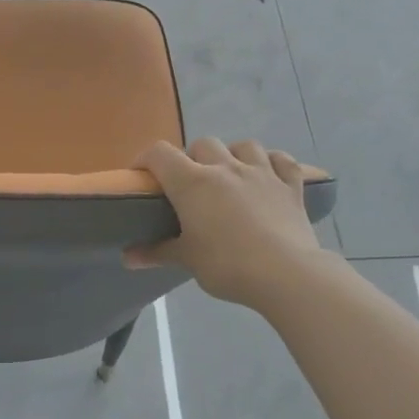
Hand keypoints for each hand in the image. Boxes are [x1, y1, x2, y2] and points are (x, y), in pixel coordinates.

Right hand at [126, 138, 322, 307]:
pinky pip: (282, 161)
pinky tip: (268, 174)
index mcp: (193, 183)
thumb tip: (127, 258)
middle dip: (192, 158)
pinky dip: (272, 163)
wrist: (284, 274)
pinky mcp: (291, 185)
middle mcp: (226, 168)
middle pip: (203, 144)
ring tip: (229, 175)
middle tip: (190, 185)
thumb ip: (157, 253)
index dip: (146, 159)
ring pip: (244, 145)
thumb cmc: (227, 265)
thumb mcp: (187, 260)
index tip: (142, 176)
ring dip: (232, 154)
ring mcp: (262, 173)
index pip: (160, 154)